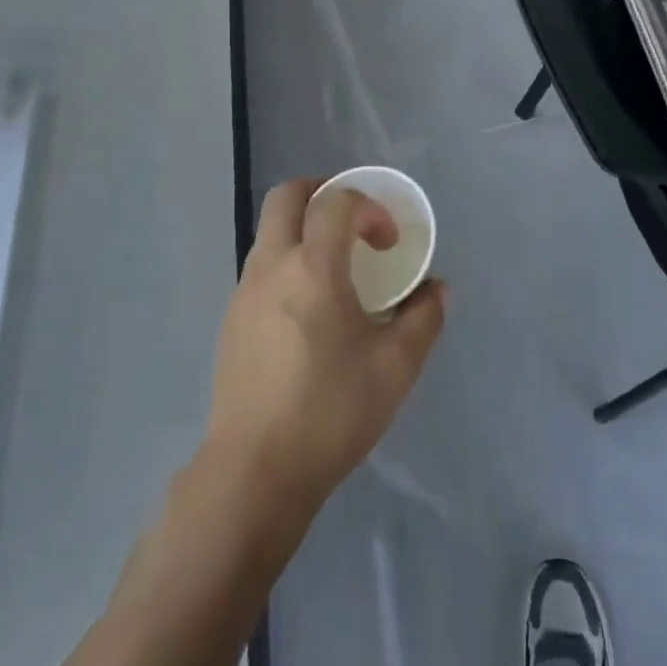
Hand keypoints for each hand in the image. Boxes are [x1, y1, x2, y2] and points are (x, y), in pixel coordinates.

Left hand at [205, 179, 445, 510]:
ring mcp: (244, 292)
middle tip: (353, 219)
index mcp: (313, 267)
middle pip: (287, 196)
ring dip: (303, 229)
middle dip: (323, 192)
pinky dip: (288, 263)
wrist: (254, 473)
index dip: (370, 209)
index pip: (337, 202)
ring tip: (334, 269)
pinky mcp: (231, 320)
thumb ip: (423, 318)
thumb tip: (435, 289)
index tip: (388, 243)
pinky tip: (308, 311)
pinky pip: (261, 267)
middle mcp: (272, 266)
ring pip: (270, 231)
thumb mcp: (395, 368)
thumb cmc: (330, 412)